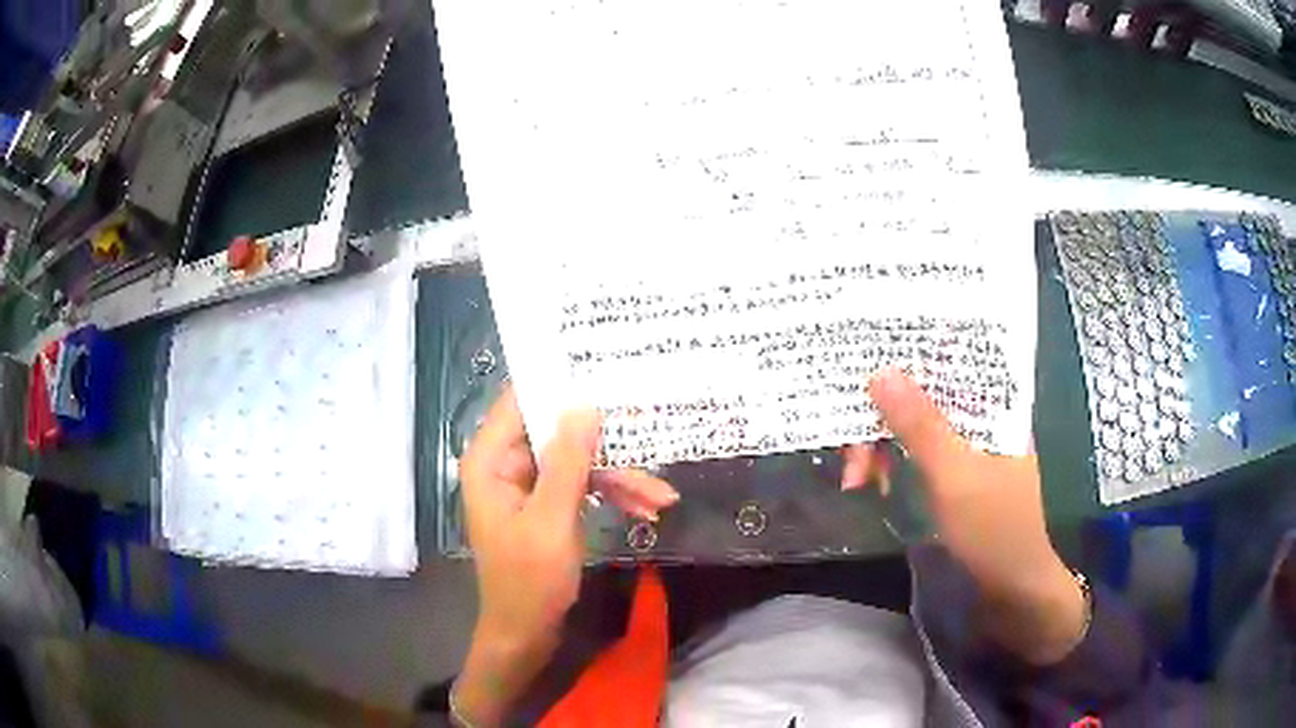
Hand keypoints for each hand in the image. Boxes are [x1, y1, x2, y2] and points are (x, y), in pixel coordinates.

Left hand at [454, 386, 677, 723]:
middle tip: (649, 434)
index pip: (520, 400)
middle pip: (558, 431)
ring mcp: (529, 484)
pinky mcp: (548, 503)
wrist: (527, 632)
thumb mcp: (551, 521)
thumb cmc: (529, 580)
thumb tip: (584, 406)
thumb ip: (567, 463)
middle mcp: (506, 463)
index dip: (557, 381)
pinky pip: (582, 485)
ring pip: (578, 460)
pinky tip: (645, 510)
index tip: (600, 364)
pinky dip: (612, 494)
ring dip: (618, 476)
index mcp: (491, 460)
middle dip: (605, 442)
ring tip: (660, 496)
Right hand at [844, 368, 1085, 664]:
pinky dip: (895, 464)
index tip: (864, 370)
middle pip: (925, 398)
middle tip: (850, 455)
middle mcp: (982, 417)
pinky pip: (920, 453)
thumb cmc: (993, 528)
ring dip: (883, 446)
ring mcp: (969, 446)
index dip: (905, 361)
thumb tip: (881, 370)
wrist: (1014, 586)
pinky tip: (876, 483)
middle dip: (883, 420)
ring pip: (918, 427)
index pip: (948, 363)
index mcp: (995, 405)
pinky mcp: (958, 473)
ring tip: (856, 480)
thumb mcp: (954, 475)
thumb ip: (920, 425)